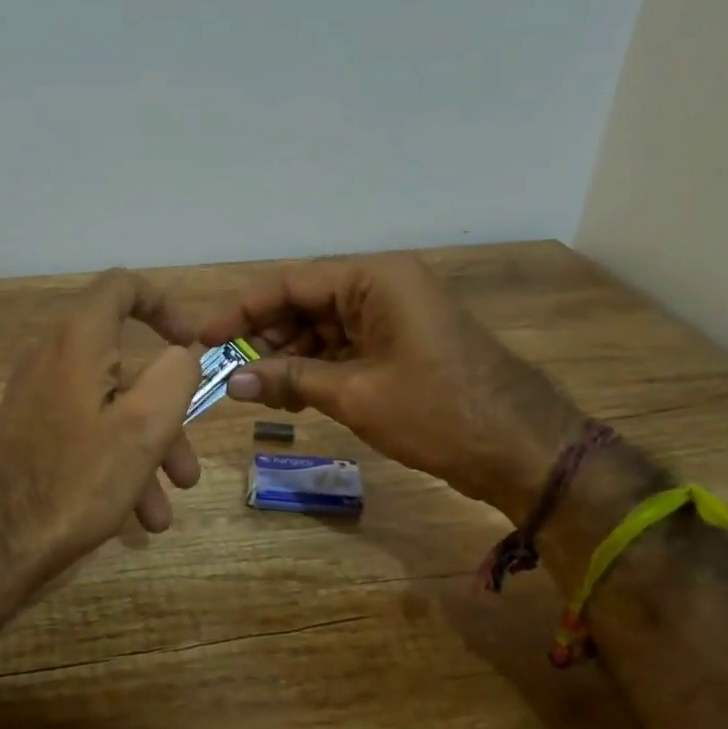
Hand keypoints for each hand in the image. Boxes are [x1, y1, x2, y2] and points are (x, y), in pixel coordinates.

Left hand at [0, 269, 203, 590]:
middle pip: (126, 367)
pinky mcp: (32, 434)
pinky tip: (135, 518)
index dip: (164, 304)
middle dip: (167, 416)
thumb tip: (180, 356)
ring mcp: (39, 399)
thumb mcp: (144, 427)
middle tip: (187, 468)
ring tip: (163, 513)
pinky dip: (117, 463)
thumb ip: (175, 376)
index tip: (192, 343)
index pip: (122, 287)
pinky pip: (87, 434)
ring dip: (146, 454)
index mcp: (79, 341)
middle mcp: (54, 359)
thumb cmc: (76, 479)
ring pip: (111, 409)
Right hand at [199, 255, 582, 515]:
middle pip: (305, 304)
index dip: (241, 311)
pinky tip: (293, 395)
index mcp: (375, 280)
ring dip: (290, 358)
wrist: (523, 448)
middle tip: (231, 374)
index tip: (204, 338)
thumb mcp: (355, 394)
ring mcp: (395, 315)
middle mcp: (383, 286)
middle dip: (267, 338)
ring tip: (260, 392)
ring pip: (323, 328)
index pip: (290, 284)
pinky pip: (346, 347)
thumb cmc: (438, 413)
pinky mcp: (402, 344)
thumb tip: (233, 381)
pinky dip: (318, 369)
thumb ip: (290, 379)